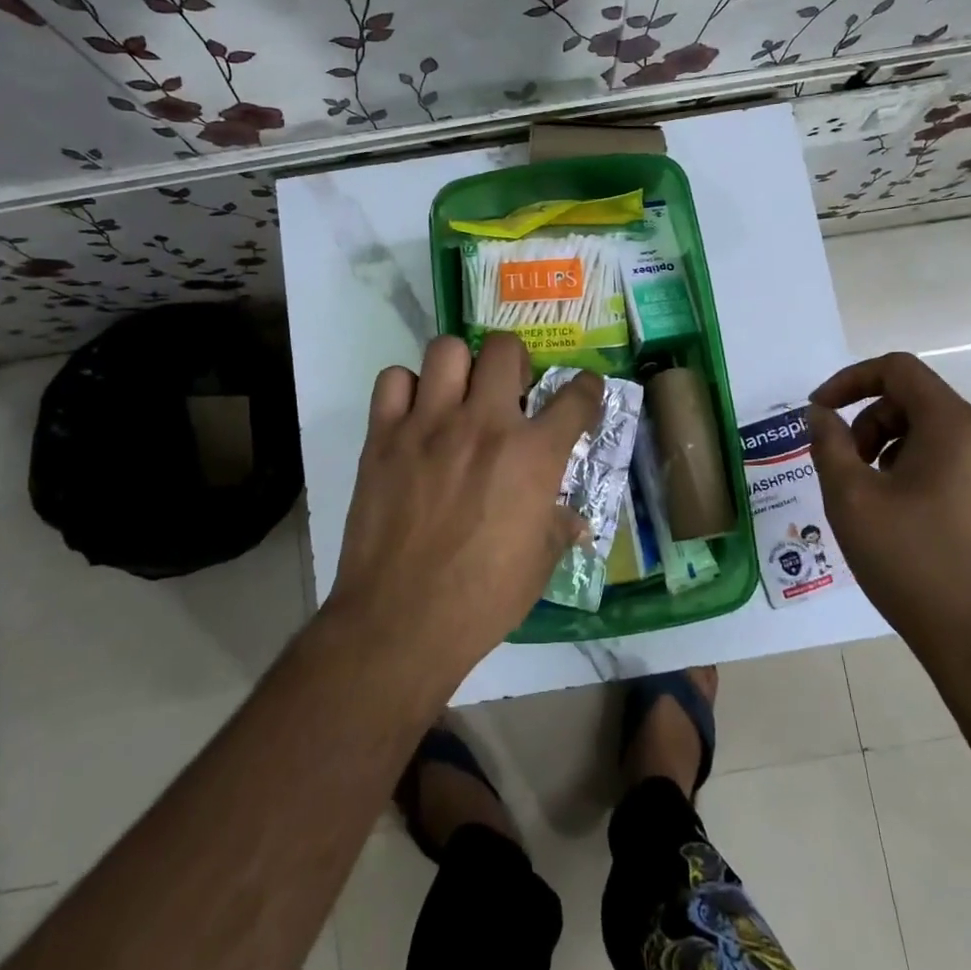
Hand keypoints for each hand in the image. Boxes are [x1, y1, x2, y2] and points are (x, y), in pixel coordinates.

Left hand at [331, 332, 602, 683]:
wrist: (401, 621)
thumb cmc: (483, 599)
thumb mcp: (540, 565)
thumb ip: (559, 527)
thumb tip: (575, 520)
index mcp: (533, 455)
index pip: (576, 396)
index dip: (587, 389)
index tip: (583, 393)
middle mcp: (484, 424)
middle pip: (504, 348)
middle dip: (514, 362)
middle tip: (508, 391)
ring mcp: (429, 425)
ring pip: (447, 350)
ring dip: (459, 367)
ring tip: (458, 396)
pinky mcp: (383, 436)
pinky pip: (393, 380)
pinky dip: (406, 389)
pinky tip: (414, 416)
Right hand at [807, 352, 970, 686]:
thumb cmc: (913, 562)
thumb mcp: (851, 499)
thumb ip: (829, 444)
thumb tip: (820, 414)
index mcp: (956, 427)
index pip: (899, 370)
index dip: (849, 380)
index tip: (818, 412)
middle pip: (916, 402)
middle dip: (868, 423)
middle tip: (843, 467)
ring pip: (934, 436)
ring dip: (888, 450)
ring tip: (868, 498)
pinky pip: (953, 466)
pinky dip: (915, 473)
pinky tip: (899, 520)